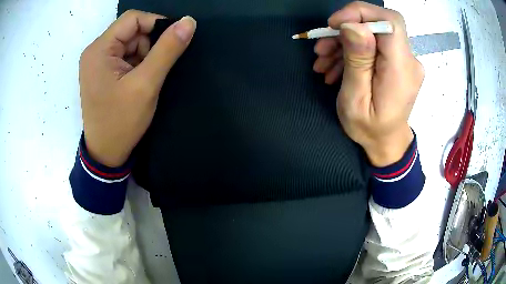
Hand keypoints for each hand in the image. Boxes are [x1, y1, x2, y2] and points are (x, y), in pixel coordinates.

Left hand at [79, 11, 195, 166]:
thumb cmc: (121, 122)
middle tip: (153, 70)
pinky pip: (124, 56)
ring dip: (144, 56)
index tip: (171, 43)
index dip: (156, 24)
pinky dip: (136, 64)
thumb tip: (189, 21)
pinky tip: (137, 82)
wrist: (106, 154)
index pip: (133, 19)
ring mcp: (97, 62)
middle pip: (131, 31)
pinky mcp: (101, 72)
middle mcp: (95, 51)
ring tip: (145, 80)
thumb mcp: (146, 84)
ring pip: (129, 43)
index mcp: (99, 49)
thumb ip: (167, 49)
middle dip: (148, 45)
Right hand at [313, 1, 423, 166]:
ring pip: (373, 34)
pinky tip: (336, 65)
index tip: (335, 24)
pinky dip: (353, 50)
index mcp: (401, 69)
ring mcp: (404, 61)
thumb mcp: (355, 99)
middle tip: (321, 49)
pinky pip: (375, 46)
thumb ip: (358, 61)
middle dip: (346, 30)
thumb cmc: (369, 129)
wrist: (386, 143)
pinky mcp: (398, 62)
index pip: (390, 22)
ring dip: (344, 42)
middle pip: (379, 25)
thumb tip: (353, 26)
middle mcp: (409, 60)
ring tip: (323, 62)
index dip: (361, 13)